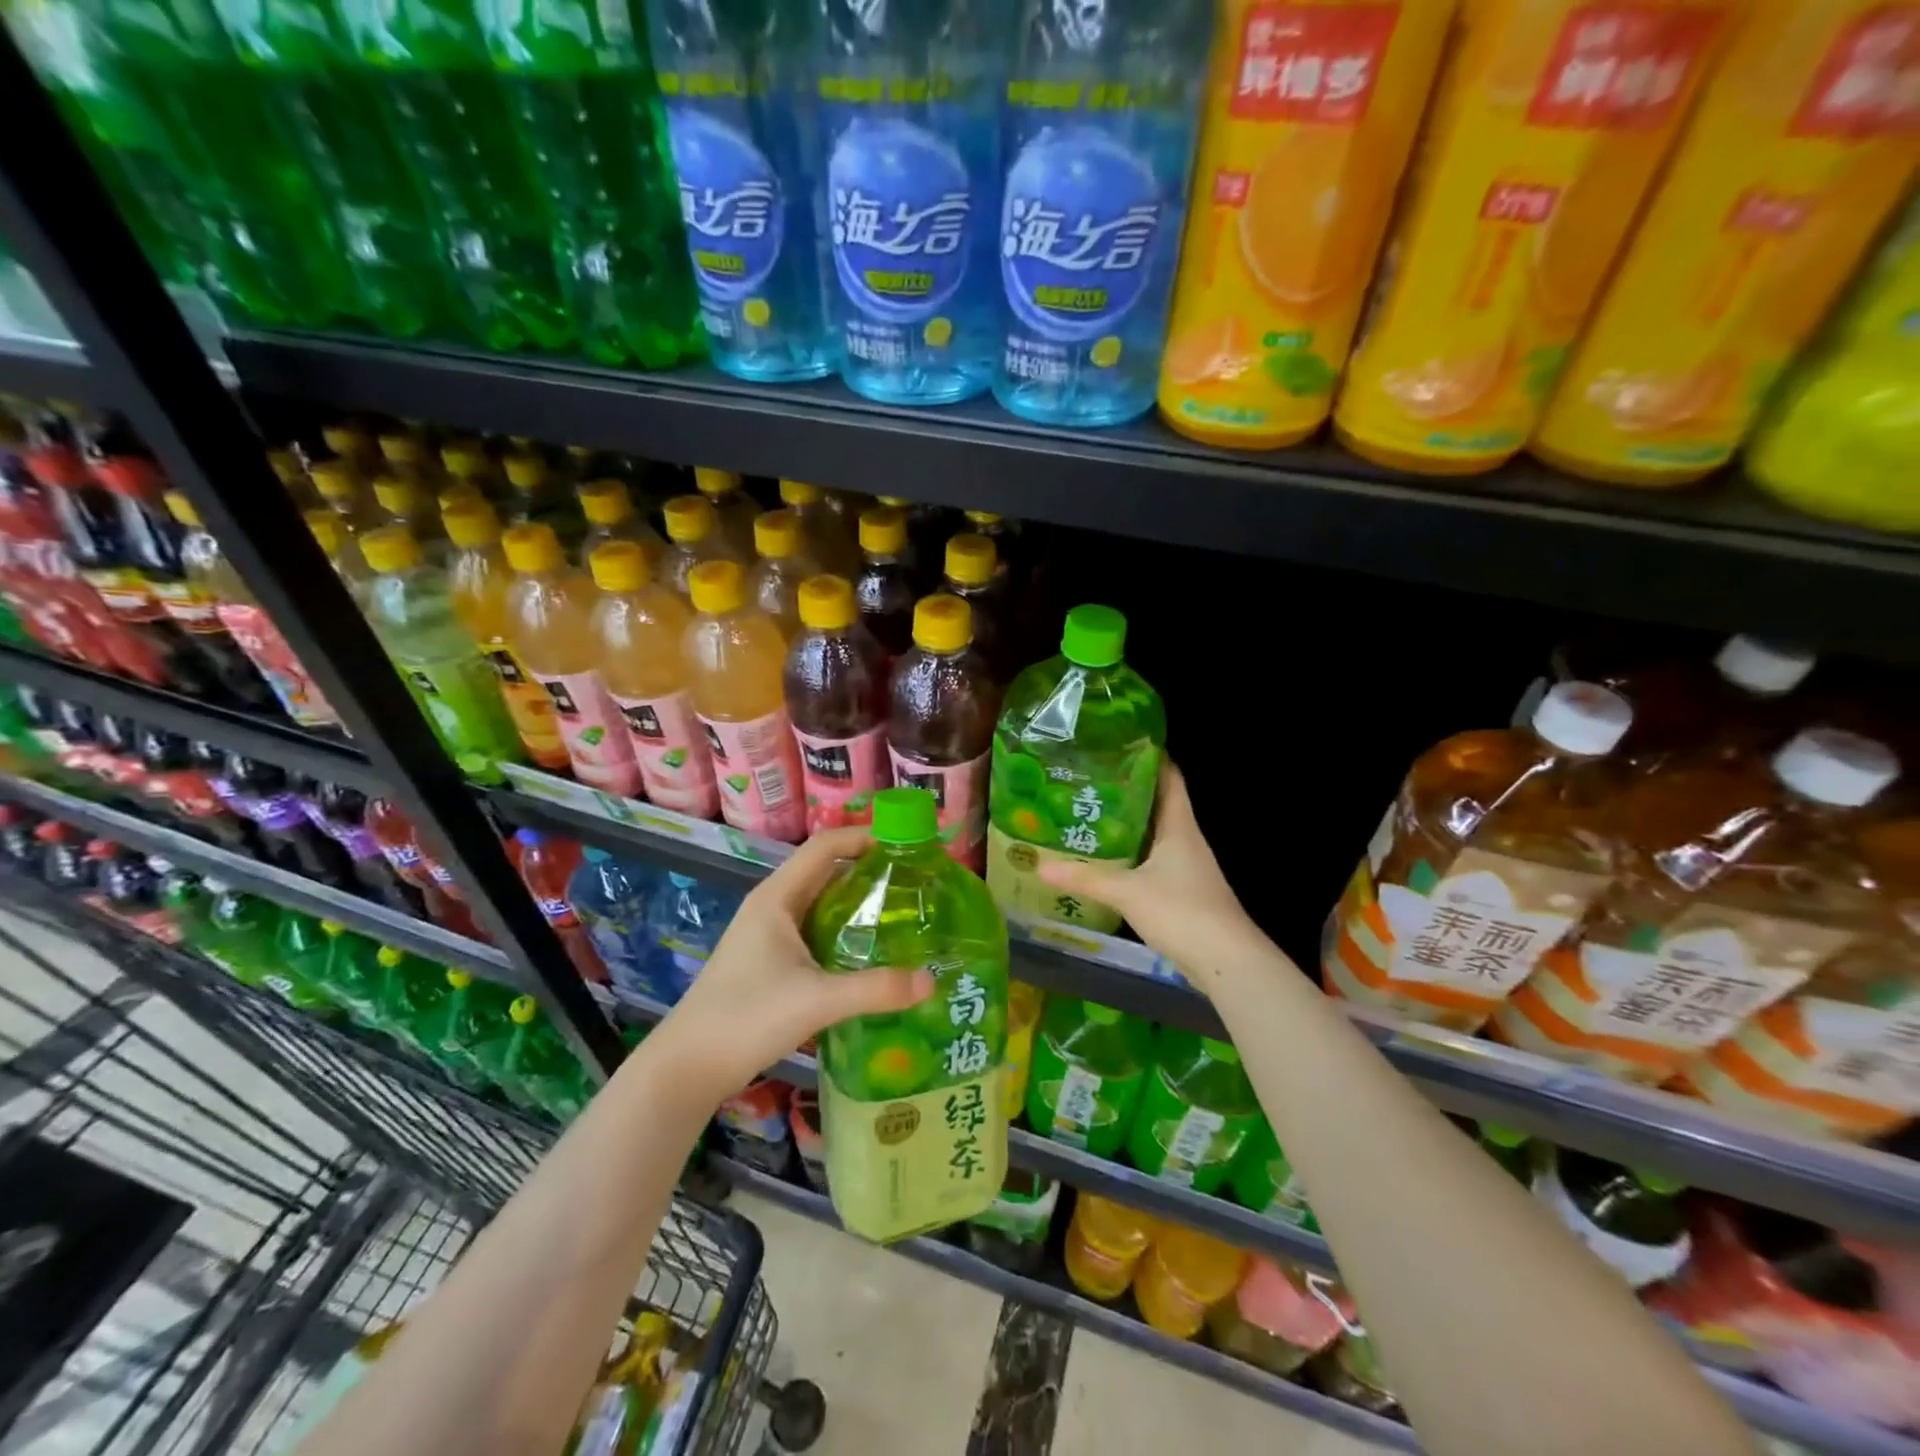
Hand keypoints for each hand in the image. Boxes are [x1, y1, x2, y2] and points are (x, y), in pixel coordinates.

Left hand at [647, 827, 933, 1102]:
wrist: (688, 1066)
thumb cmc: (747, 1017)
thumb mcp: (817, 1000)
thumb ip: (875, 990)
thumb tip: (931, 981)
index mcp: (777, 897)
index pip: (825, 846)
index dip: (864, 837)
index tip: (907, 843)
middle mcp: (772, 906)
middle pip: (825, 871)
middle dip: (868, 869)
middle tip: (914, 881)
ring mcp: (768, 935)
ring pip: (820, 903)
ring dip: (857, 901)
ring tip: (902, 912)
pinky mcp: (768, 961)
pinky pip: (814, 930)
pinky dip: (844, 930)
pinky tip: (868, 953)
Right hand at [1037, 761, 1260, 992]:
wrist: (1226, 961)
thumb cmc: (1182, 911)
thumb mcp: (1128, 891)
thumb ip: (1085, 878)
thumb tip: (1040, 866)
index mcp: (1179, 826)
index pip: (1169, 777)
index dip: (1148, 757)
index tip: (1116, 745)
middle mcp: (1185, 839)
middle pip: (1157, 803)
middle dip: (1126, 790)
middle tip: (1087, 780)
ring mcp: (1185, 866)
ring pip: (1153, 834)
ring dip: (1126, 824)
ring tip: (1088, 814)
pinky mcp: (1180, 891)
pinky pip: (1151, 861)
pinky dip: (1130, 855)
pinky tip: (1106, 860)